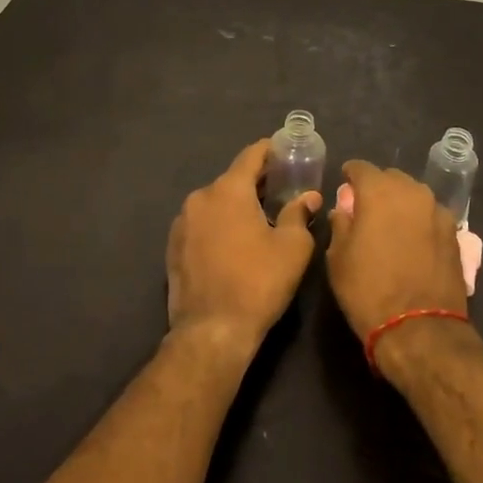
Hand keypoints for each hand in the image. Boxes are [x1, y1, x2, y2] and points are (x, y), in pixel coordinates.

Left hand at [166, 141, 316, 356]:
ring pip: (216, 203)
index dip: (271, 150)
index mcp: (228, 190)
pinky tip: (234, 244)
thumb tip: (309, 197)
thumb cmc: (258, 283)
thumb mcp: (292, 247)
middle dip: (257, 182)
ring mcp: (182, 223)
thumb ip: (299, 214)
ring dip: (236, 205)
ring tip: (259, 219)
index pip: (251, 156)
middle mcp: (200, 198)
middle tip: (282, 189)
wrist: (211, 332)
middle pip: (233, 179)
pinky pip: (202, 224)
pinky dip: (219, 224)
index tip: (286, 151)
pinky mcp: (173, 247)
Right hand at [325, 160, 470, 346]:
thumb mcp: (338, 258)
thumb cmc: (369, 290)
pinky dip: (419, 221)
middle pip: (391, 178)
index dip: (350, 176)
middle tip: (366, 209)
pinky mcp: (455, 234)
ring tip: (391, 226)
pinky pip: (430, 216)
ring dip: (401, 204)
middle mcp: (412, 192)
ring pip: (414, 195)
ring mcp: (437, 211)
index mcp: (379, 191)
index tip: (344, 186)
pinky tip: (413, 241)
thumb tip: (344, 211)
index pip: (361, 168)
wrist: (420, 330)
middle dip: (377, 188)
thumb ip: (340, 224)